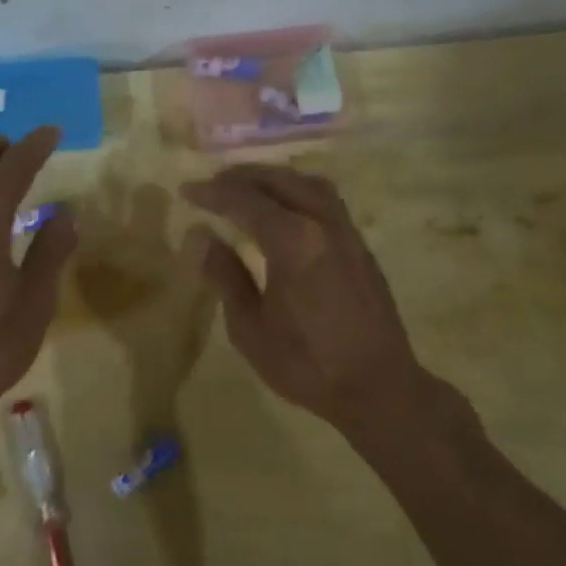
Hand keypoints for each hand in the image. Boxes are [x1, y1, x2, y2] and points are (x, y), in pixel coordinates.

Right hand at [182, 164, 459, 441]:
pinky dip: (297, 191)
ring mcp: (347, 232)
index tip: (186, 191)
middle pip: (279, 181)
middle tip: (212, 184)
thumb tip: (199, 236)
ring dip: (273, 179)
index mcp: (292, 240)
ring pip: (308, 184)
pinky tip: (284, 210)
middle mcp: (322, 223)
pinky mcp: (360, 246)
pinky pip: (326, 200)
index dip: (212, 192)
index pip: (244, 200)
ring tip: (247, 188)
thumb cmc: (306, 363)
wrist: (379, 387)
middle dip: (242, 177)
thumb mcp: (250, 326)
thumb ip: (225, 275)